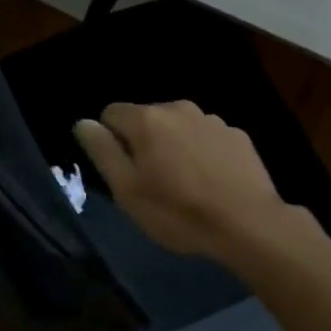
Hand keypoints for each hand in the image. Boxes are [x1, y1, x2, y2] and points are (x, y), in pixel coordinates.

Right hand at [73, 101, 308, 262]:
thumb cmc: (178, 212)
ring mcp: (212, 119)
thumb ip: (102, 151)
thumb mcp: (127, 190)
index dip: (110, 142)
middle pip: (146, 119)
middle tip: (153, 184)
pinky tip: (211, 182)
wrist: (248, 223)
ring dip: (174, 147)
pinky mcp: (237, 135)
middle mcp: (179, 108)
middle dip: (143, 143)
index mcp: (147, 119)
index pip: (110, 114)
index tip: (124, 172)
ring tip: (185, 185)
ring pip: (178, 127)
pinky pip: (206, 138)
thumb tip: (83, 123)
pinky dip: (202, 153)